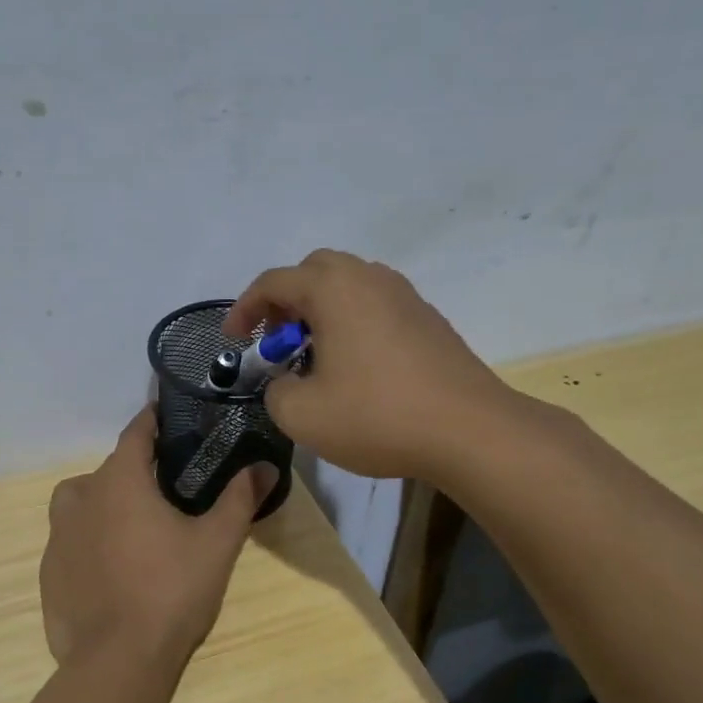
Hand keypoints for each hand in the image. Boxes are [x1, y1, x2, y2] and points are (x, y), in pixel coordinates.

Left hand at [40, 408, 274, 676]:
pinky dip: (90, 540)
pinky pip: (71, 539)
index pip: (135, 433)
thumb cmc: (171, 591)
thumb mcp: (216, 543)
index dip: (152, 422)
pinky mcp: (49, 571)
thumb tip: (266, 467)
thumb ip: (239, 499)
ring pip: (82, 502)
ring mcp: (58, 535)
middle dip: (136, 470)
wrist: (117, 661)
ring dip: (105, 502)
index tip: (167, 416)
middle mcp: (81, 498)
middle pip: (110, 469)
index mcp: (119, 481)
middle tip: (167, 488)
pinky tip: (113, 568)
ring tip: (135, 526)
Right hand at [225, 249, 525, 479]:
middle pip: (314, 271)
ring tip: (313, 355)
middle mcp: (369, 279)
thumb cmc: (376, 416)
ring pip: (349, 285)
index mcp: (333, 289)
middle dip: (285, 301)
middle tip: (276, 341)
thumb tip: (286, 383)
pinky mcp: (428, 319)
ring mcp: (404, 296)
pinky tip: (355, 366)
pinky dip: (352, 322)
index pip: (273, 282)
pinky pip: (375, 305)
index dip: (244, 309)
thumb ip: (275, 391)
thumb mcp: (301, 414)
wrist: (469, 430)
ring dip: (321, 311)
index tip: (233, 340)